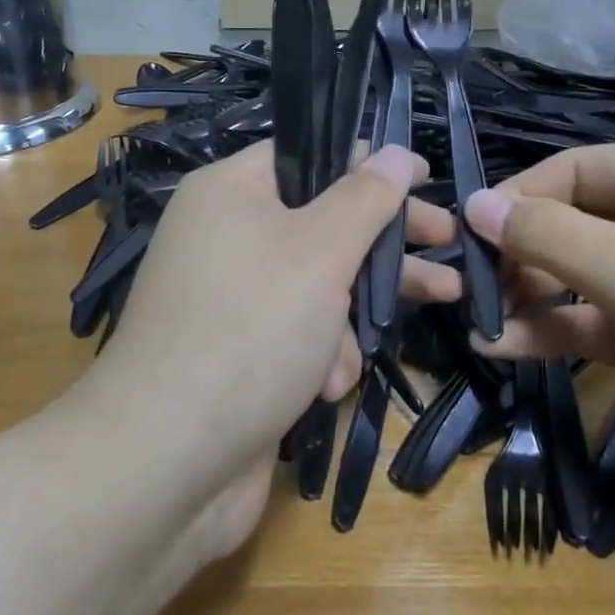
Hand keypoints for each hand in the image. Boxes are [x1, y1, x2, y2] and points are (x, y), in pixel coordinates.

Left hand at [84, 140, 457, 550]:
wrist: (167, 462)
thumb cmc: (250, 330)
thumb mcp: (320, 251)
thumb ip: (365, 199)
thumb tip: (394, 152)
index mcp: (230, 192)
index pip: (310, 156)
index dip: (369, 164)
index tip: (425, 179)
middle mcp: (225, 236)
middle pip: (323, 221)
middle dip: (385, 242)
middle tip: (447, 243)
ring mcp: (232, 298)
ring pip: (318, 284)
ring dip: (355, 313)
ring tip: (406, 324)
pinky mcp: (241, 352)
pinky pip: (298, 333)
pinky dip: (322, 355)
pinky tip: (328, 386)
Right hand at [464, 145, 614, 524]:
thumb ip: (547, 235)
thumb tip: (474, 203)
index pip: (580, 169)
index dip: (521, 197)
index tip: (467, 234)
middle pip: (579, 219)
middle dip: (524, 252)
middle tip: (474, 288)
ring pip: (585, 272)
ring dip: (532, 294)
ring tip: (481, 320)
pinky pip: (600, 317)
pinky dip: (557, 328)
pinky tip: (507, 346)